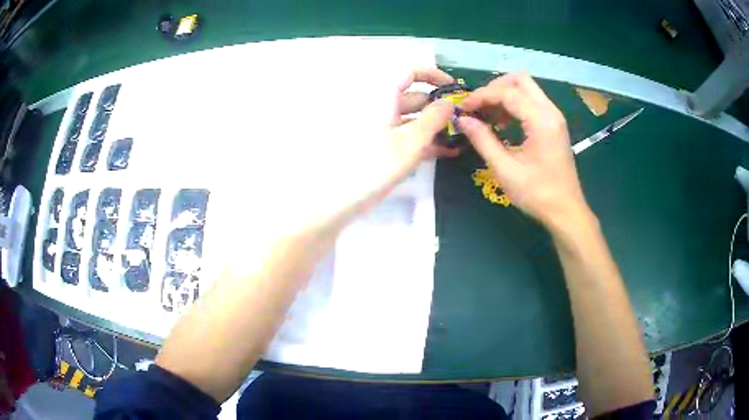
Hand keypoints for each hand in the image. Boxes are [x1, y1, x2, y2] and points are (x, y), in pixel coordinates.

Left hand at [387, 68, 459, 178]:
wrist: (341, 198)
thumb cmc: (376, 165)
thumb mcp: (411, 141)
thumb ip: (433, 119)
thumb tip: (449, 102)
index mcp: (383, 96)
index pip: (409, 72)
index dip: (433, 75)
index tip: (454, 89)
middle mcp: (380, 106)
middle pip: (414, 97)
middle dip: (440, 108)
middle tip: (464, 122)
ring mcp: (380, 126)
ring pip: (412, 118)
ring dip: (435, 128)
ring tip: (460, 140)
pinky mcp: (381, 144)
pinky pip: (405, 135)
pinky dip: (423, 141)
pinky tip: (445, 152)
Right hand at [458, 73, 591, 229]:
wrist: (566, 212)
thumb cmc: (537, 194)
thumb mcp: (505, 170)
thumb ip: (483, 140)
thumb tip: (462, 120)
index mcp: (541, 121)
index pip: (507, 92)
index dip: (482, 96)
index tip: (463, 108)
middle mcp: (550, 112)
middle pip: (520, 80)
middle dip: (495, 88)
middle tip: (477, 106)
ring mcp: (554, 117)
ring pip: (526, 89)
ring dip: (504, 96)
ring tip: (485, 116)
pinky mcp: (553, 125)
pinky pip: (531, 103)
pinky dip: (514, 106)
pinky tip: (501, 123)